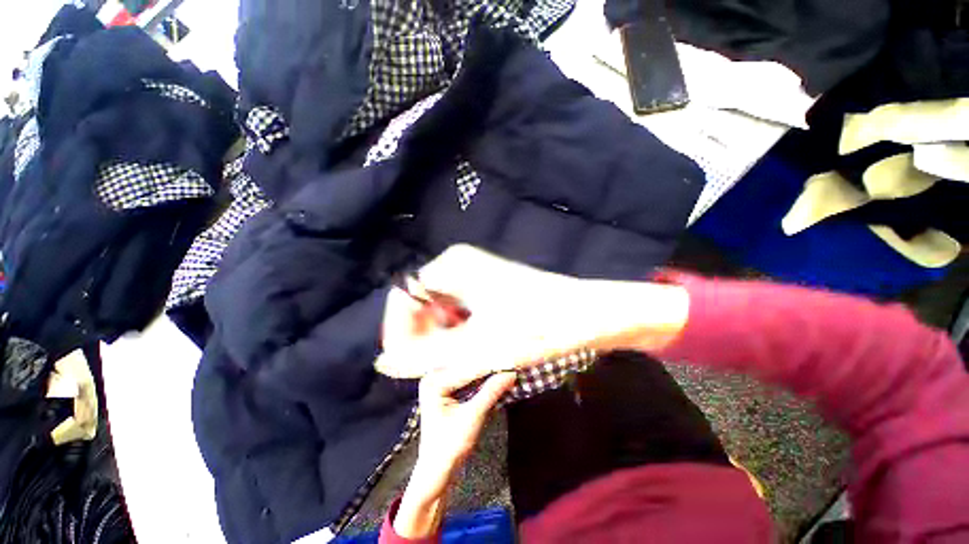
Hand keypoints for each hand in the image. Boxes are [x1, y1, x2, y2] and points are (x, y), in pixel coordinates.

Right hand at [378, 244, 689, 377]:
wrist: (584, 312)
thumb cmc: (534, 326)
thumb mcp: (476, 347)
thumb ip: (426, 357)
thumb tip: (385, 362)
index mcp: (452, 265)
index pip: (404, 297)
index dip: (398, 331)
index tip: (402, 362)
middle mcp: (460, 262)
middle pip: (422, 301)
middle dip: (420, 335)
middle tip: (428, 368)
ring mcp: (475, 272)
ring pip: (441, 306)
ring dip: (438, 335)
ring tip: (448, 363)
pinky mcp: (488, 283)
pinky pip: (458, 306)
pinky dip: (455, 329)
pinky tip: (465, 349)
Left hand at [393, 367, 515, 538]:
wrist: (437, 471)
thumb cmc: (450, 447)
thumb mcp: (472, 417)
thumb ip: (491, 392)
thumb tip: (511, 374)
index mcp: (434, 382)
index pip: (468, 370)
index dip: (491, 367)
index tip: (512, 363)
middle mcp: (434, 376)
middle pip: (468, 368)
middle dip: (489, 368)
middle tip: (511, 364)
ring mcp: (438, 381)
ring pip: (469, 373)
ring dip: (487, 373)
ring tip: (507, 369)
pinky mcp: (445, 388)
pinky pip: (466, 379)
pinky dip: (481, 381)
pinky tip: (496, 377)